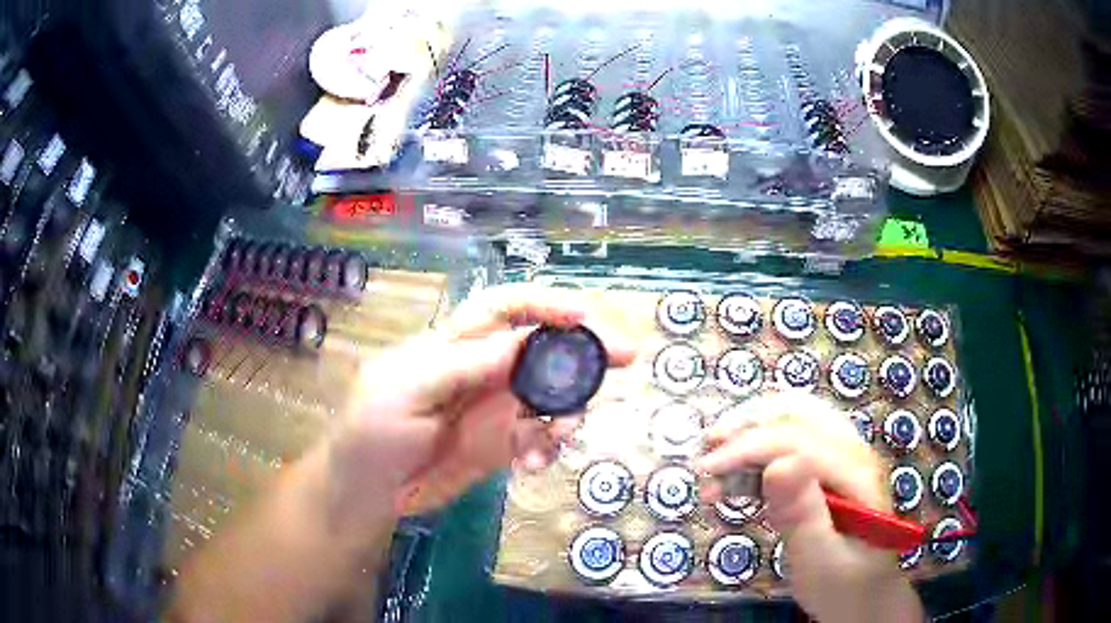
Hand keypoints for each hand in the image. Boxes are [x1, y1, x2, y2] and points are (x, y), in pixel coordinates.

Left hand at [326, 284, 635, 523]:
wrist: (367, 492)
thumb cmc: (372, 431)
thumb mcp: (407, 390)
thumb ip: (464, 366)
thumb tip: (526, 341)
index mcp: (454, 344)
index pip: (506, 308)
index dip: (545, 305)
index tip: (585, 316)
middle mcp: (482, 370)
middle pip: (542, 348)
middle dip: (583, 349)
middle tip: (626, 359)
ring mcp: (495, 409)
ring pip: (551, 394)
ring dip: (566, 410)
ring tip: (557, 436)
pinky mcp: (501, 444)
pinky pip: (540, 436)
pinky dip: (548, 446)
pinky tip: (533, 464)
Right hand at [696, 394, 921, 622]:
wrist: (865, 597)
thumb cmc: (841, 586)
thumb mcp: (818, 560)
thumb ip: (801, 514)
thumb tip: (777, 464)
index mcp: (857, 473)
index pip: (798, 439)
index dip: (748, 446)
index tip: (706, 471)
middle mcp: (854, 451)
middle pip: (799, 412)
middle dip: (748, 425)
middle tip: (707, 451)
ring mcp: (845, 455)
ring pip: (796, 418)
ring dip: (753, 430)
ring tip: (718, 458)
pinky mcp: (832, 467)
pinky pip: (796, 438)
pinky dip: (763, 445)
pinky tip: (742, 471)